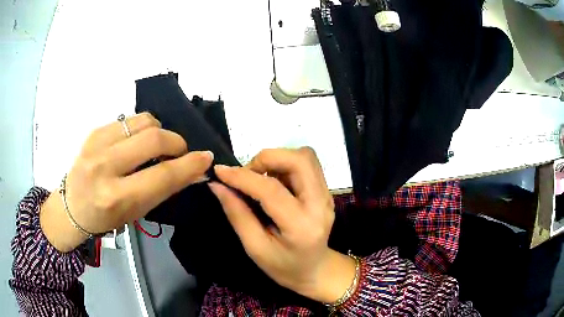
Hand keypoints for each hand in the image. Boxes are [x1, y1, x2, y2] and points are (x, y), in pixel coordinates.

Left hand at [40, 113, 212, 251]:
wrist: (71, 206)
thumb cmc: (105, 218)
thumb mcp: (135, 212)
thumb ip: (162, 189)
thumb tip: (192, 171)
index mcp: (117, 198)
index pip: (163, 175)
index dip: (190, 165)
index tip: (206, 158)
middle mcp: (105, 167)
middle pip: (154, 138)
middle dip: (176, 143)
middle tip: (179, 152)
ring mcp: (97, 144)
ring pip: (143, 121)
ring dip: (159, 131)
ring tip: (156, 146)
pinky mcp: (94, 131)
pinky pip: (129, 119)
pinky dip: (142, 128)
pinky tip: (137, 142)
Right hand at [209, 148, 355, 302]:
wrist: (315, 270)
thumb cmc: (284, 266)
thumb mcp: (255, 247)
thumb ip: (237, 214)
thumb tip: (217, 185)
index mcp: (302, 226)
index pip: (271, 190)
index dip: (242, 177)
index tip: (220, 171)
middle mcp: (320, 204)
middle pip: (299, 160)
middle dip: (267, 158)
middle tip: (248, 174)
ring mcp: (327, 195)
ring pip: (305, 157)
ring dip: (277, 160)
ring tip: (260, 178)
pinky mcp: (326, 191)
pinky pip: (306, 164)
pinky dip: (285, 165)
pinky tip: (274, 182)